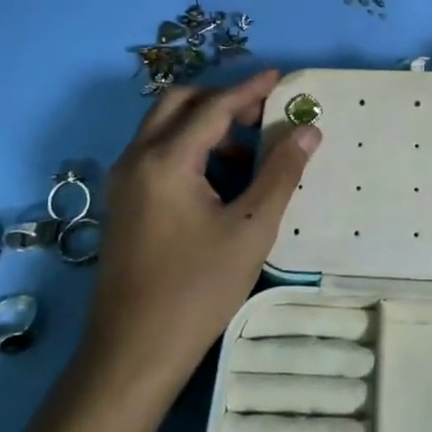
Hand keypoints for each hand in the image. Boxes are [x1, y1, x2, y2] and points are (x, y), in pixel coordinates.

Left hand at [85, 69, 319, 387]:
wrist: (133, 354)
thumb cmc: (197, 290)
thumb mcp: (251, 229)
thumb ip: (281, 173)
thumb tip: (308, 130)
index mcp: (165, 160)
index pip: (213, 107)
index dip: (250, 89)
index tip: (281, 78)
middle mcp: (136, 159)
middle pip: (178, 103)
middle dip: (221, 100)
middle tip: (260, 114)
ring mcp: (123, 182)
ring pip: (163, 127)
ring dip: (204, 125)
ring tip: (246, 156)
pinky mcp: (122, 203)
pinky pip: (155, 153)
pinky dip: (187, 148)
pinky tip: (218, 183)